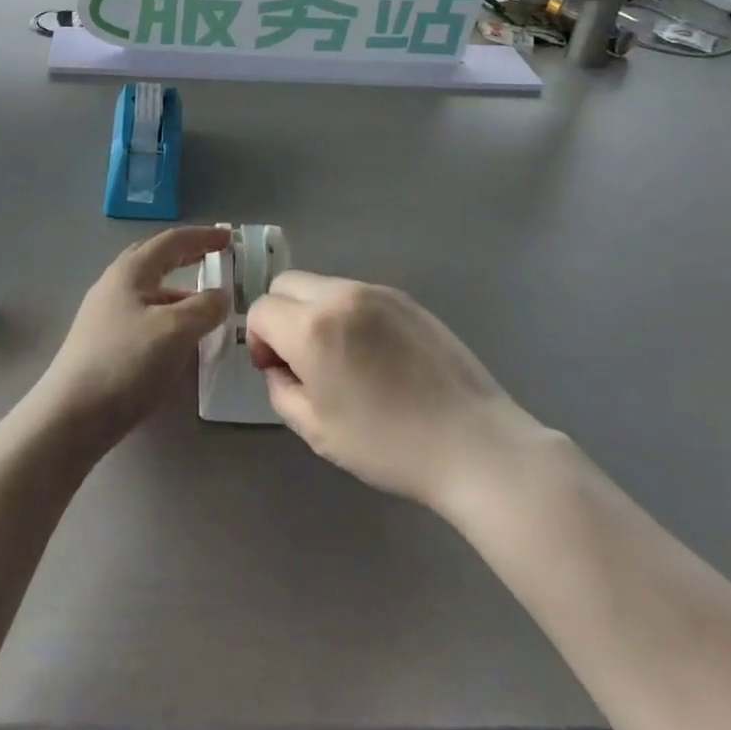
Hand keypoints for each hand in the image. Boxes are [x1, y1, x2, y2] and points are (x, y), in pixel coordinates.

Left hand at [34, 227, 230, 448]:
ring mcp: (104, 314)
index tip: (229, 238)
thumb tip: (220, 296)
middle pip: (155, 259)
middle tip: (213, 258)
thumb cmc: (126, 362)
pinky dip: (167, 314)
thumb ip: (205, 308)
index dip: (203, 237)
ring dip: (178, 290)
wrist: (70, 417)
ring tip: (204, 305)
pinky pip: (143, 315)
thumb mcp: (176, 331)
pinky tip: (178, 337)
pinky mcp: (102, 342)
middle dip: (186, 255)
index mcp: (131, 271)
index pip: (172, 241)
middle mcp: (114, 284)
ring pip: (149, 290)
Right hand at [247, 272, 542, 512]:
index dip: (258, 341)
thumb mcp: (317, 431)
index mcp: (313, 327)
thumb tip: (279, 366)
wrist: (472, 443)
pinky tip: (376, 356)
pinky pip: (357, 294)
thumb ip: (282, 389)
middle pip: (287, 284)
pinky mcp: (404, 298)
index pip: (261, 310)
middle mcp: (341, 295)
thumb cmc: (388, 445)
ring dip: (316, 312)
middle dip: (282, 316)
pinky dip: (348, 314)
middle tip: (303, 360)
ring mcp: (376, 291)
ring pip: (322, 285)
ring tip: (344, 359)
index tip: (277, 371)